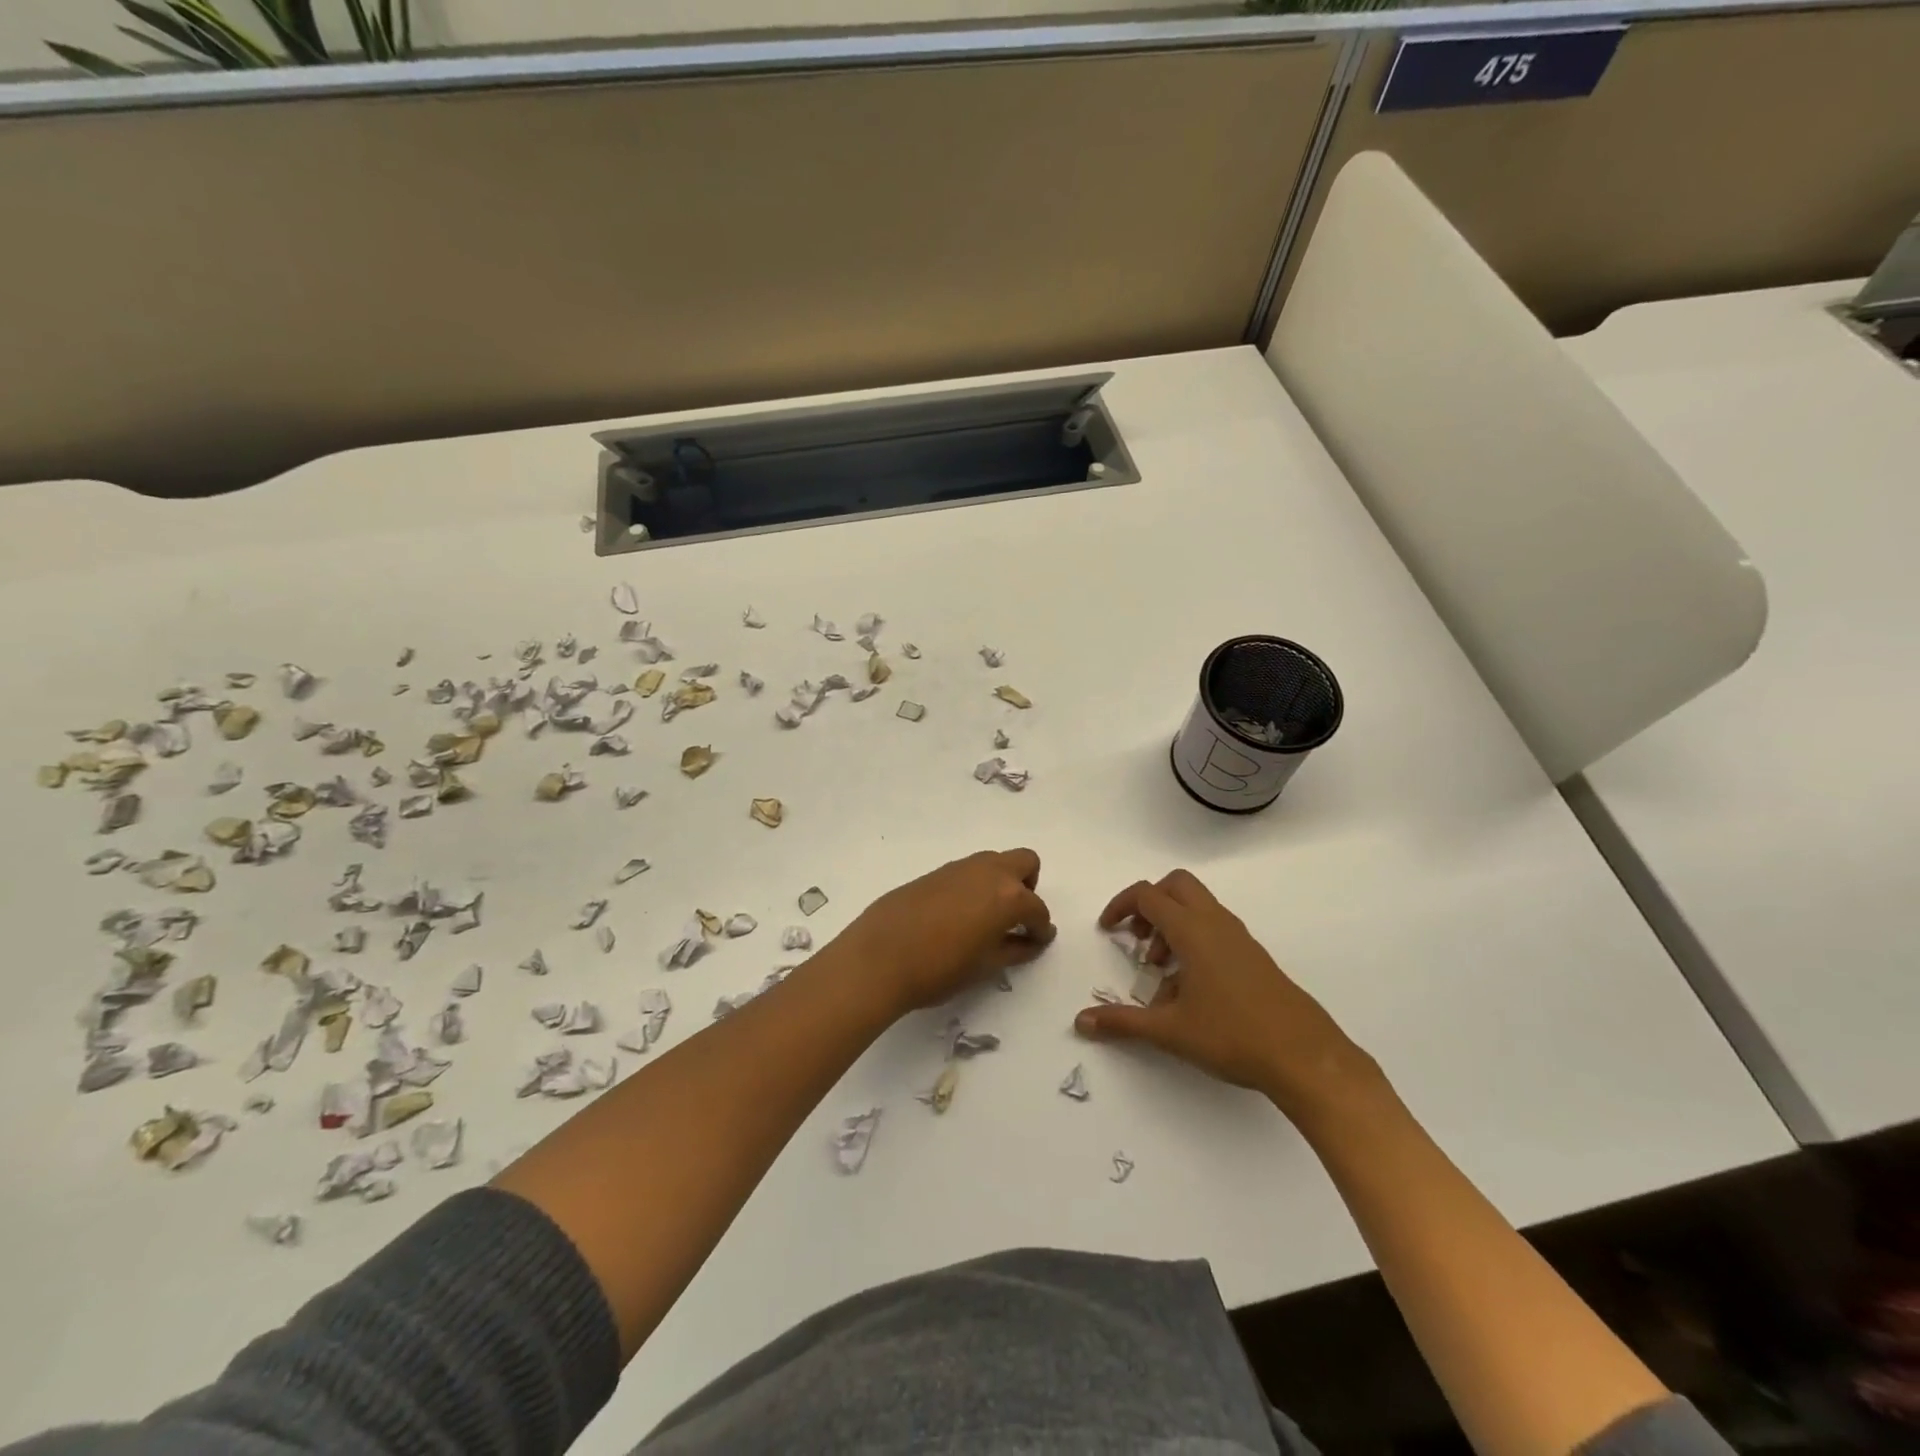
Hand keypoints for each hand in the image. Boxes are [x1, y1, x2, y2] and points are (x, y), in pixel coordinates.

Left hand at [837, 849, 1055, 1017]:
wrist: (879, 957)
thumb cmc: (940, 968)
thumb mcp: (985, 966)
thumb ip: (1015, 949)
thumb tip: (1033, 941)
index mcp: (1008, 895)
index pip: (1037, 909)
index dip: (1041, 928)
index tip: (1037, 942)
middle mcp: (988, 872)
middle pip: (1024, 862)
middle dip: (1028, 886)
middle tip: (1015, 917)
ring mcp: (959, 867)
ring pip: (994, 862)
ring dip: (1000, 882)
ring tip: (986, 918)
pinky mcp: (935, 872)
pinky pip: (967, 871)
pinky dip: (974, 886)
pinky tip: (958, 916)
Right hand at [1076, 869, 1381, 1122]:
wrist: (1305, 1057)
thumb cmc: (1232, 1035)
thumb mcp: (1170, 1030)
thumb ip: (1122, 1022)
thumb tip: (1081, 1022)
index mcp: (1193, 930)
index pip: (1148, 895)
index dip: (1121, 906)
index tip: (1108, 930)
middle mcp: (1216, 923)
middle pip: (1176, 886)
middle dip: (1149, 904)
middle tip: (1137, 938)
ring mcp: (1239, 938)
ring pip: (1198, 907)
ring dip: (1171, 924)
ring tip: (1160, 969)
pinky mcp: (1254, 956)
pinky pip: (1215, 929)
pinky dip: (1193, 940)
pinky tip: (1190, 987)